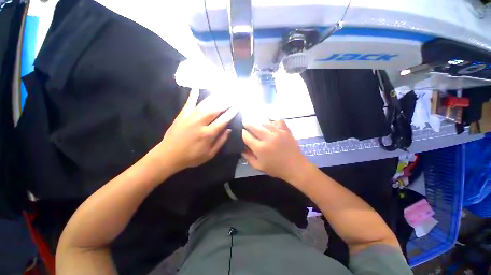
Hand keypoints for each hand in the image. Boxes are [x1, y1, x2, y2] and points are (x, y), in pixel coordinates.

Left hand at [154, 88, 237, 172]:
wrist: (168, 156)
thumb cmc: (192, 157)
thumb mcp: (209, 154)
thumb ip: (220, 141)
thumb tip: (229, 130)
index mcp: (208, 134)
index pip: (223, 120)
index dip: (231, 113)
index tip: (237, 106)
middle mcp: (200, 123)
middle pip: (215, 109)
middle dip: (225, 102)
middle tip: (232, 96)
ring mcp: (190, 117)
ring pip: (205, 105)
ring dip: (215, 98)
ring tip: (222, 92)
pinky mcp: (182, 115)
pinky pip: (188, 103)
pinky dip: (193, 95)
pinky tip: (197, 87)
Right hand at [242, 120, 310, 181]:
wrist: (295, 167)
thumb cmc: (276, 168)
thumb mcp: (258, 166)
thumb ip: (248, 157)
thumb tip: (241, 148)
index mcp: (260, 148)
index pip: (246, 136)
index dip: (242, 133)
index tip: (241, 131)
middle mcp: (267, 137)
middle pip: (253, 126)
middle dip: (247, 123)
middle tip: (245, 123)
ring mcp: (278, 132)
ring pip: (264, 122)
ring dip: (258, 122)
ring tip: (256, 122)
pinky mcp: (286, 130)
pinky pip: (277, 121)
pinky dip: (273, 121)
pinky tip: (270, 123)